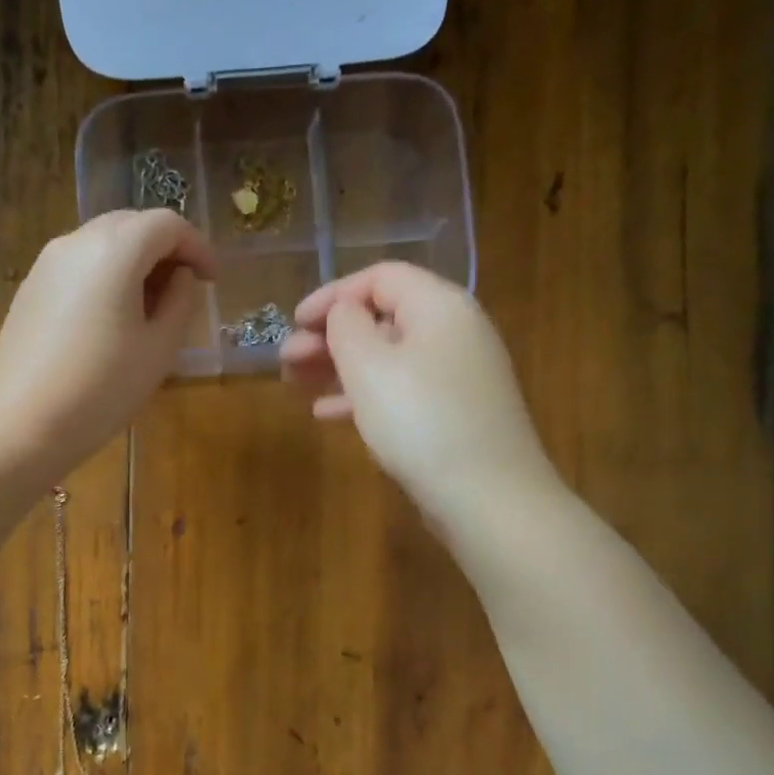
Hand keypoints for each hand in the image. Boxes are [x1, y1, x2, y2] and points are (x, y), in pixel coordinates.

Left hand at [0, 210, 215, 483]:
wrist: (23, 424)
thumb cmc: (102, 390)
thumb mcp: (158, 350)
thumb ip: (180, 302)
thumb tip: (181, 277)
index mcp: (115, 249)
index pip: (167, 224)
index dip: (198, 247)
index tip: (212, 281)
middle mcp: (77, 241)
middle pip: (132, 225)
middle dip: (165, 251)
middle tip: (183, 292)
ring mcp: (47, 263)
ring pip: (102, 244)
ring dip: (133, 264)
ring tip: (148, 310)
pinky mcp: (29, 289)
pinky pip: (78, 267)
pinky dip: (104, 278)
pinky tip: (110, 322)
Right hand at [280, 262, 559, 526]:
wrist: (486, 497)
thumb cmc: (420, 422)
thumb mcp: (369, 367)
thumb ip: (346, 327)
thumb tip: (344, 312)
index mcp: (439, 306)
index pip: (380, 277)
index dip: (332, 294)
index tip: (294, 322)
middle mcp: (454, 332)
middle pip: (382, 318)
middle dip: (329, 335)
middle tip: (287, 361)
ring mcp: (456, 376)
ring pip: (387, 358)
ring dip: (338, 367)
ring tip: (297, 386)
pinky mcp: (453, 414)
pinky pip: (400, 391)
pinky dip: (362, 396)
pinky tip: (329, 415)